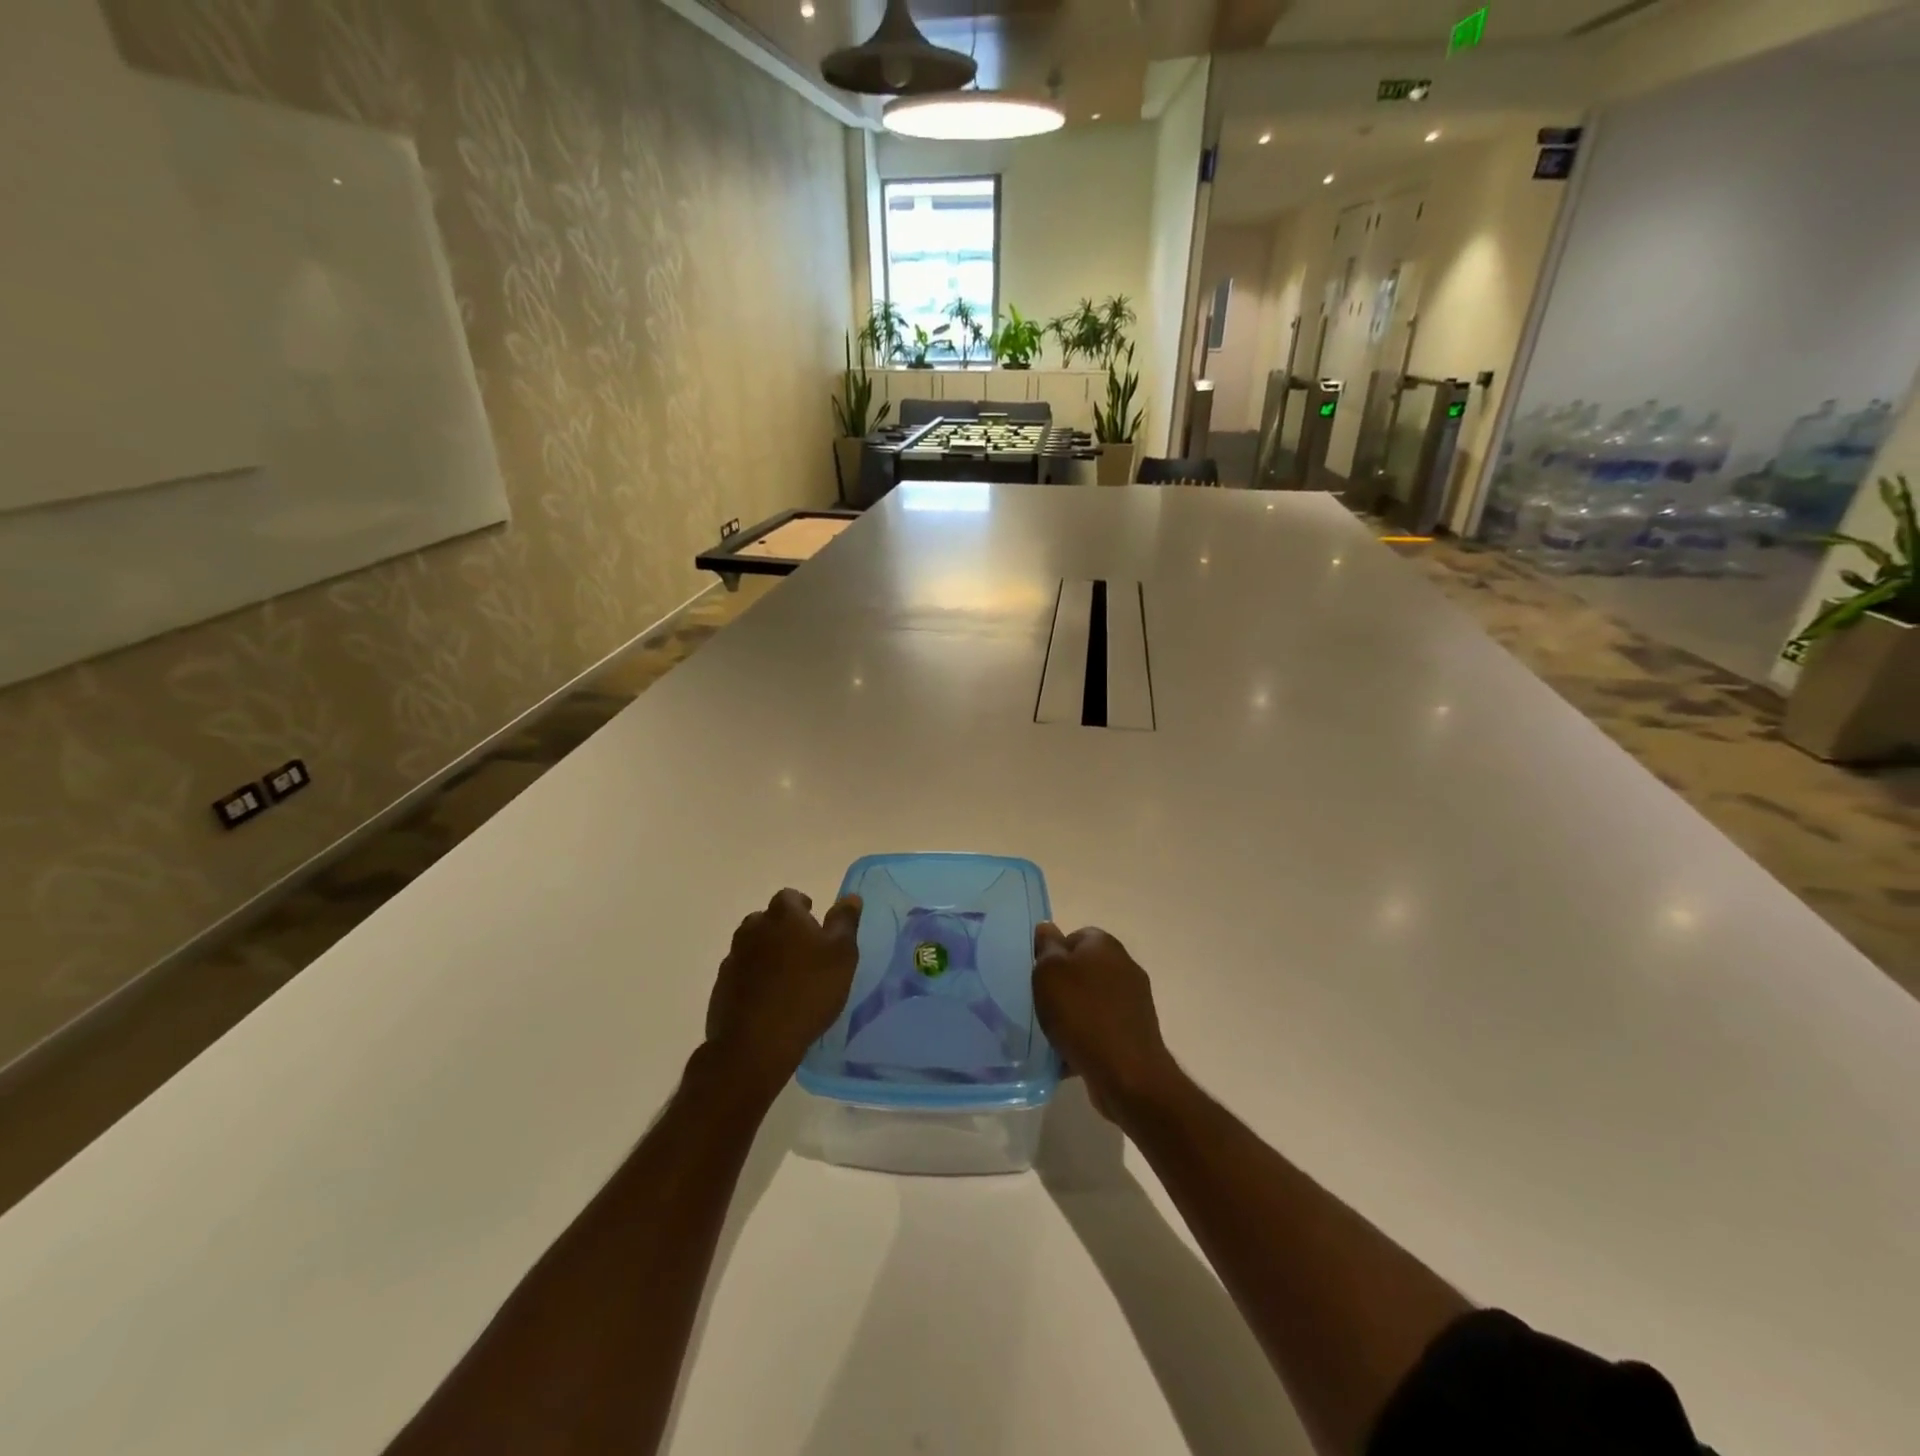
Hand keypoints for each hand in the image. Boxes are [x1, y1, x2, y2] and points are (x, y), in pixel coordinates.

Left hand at [706, 889, 861, 1098]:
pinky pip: (740, 973)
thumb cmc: (808, 991)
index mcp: (783, 915)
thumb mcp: (842, 955)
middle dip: (782, 930)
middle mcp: (753, 929)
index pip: (790, 897)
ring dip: (766, 954)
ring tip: (785, 977)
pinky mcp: (721, 986)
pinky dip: (752, 978)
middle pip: (767, 920)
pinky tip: (767, 999)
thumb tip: (850, 897)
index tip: (815, 925)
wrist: (756, 1042)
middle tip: (803, 952)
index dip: (803, 908)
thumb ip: (845, 922)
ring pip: (751, 946)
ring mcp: (733, 958)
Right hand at [1032, 923, 1182, 1122]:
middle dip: (1062, 985)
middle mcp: (1124, 966)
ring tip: (1051, 1033)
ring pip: (1091, 1000)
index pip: (1074, 936)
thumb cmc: (1082, 1015)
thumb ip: (1047, 947)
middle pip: (1083, 968)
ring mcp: (1134, 1001)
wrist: (1127, 1074)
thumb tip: (1047, 928)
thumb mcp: (1050, 973)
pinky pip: (1102, 1027)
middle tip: (1040, 1004)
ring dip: (1072, 1013)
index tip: (1037, 975)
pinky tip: (1069, 1054)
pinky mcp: (1136, 1032)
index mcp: (1105, 945)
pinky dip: (1086, 1037)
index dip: (1052, 953)